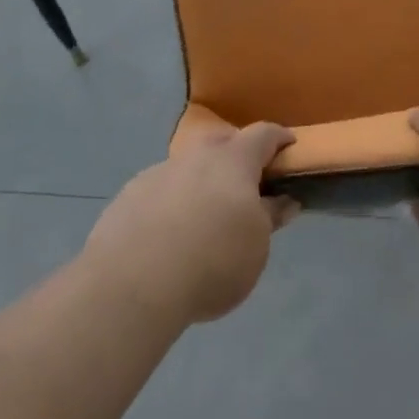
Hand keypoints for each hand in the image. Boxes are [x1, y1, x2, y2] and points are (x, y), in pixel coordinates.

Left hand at [82, 122, 299, 323]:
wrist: (131, 284)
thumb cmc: (212, 261)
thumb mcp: (256, 247)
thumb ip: (270, 218)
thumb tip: (284, 200)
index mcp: (234, 161)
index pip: (263, 134)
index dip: (279, 139)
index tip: (289, 147)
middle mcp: (196, 156)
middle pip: (222, 140)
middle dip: (237, 153)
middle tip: (246, 181)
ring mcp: (158, 172)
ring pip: (188, 166)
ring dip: (201, 180)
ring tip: (204, 214)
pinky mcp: (129, 195)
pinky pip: (161, 189)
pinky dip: (172, 201)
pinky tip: (169, 233)